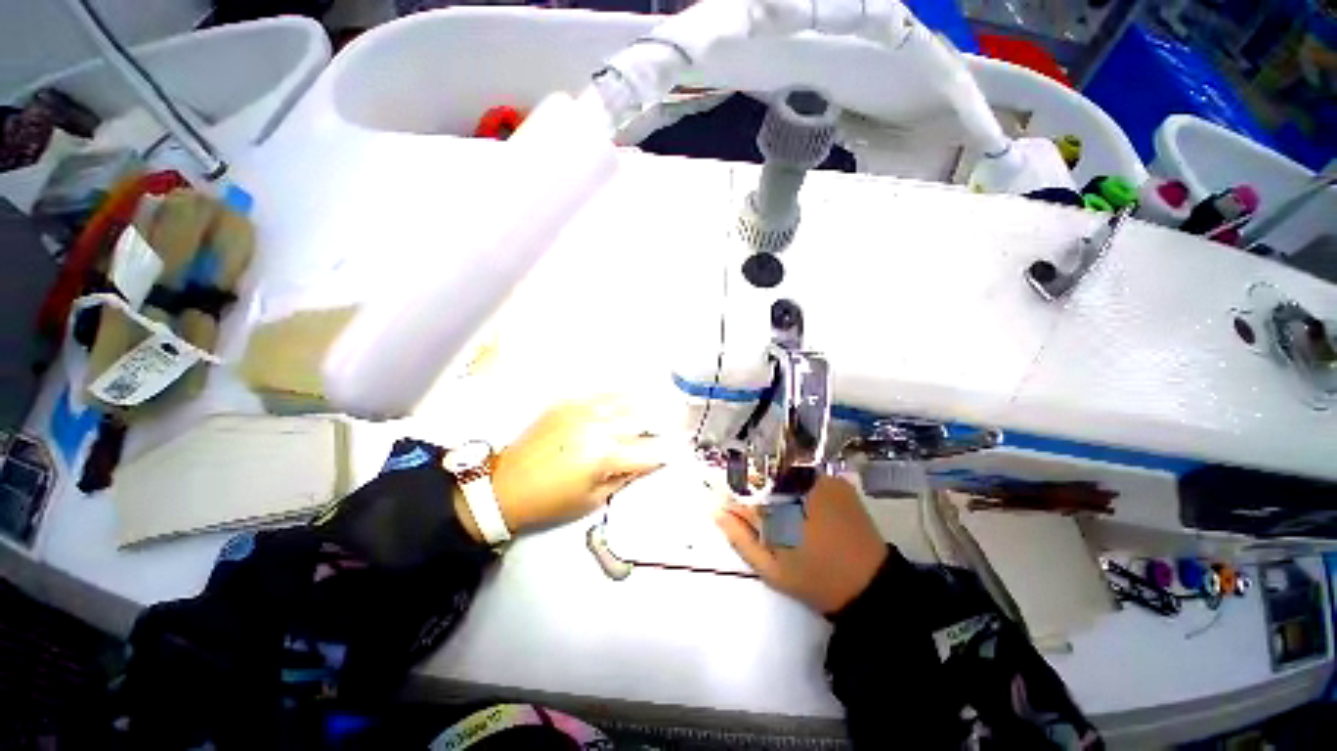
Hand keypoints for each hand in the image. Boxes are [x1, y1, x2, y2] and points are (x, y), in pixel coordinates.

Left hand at [466, 397, 671, 537]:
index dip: (668, 452)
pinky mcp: (568, 403)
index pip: (649, 451)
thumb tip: (648, 463)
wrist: (504, 486)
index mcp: (605, 455)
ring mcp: (582, 410)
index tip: (680, 451)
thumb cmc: (551, 501)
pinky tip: (629, 396)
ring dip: (645, 405)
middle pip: (642, 419)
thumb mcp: (593, 499)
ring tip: (659, 405)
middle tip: (676, 425)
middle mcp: (598, 426)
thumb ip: (625, 477)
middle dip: (662, 424)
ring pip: (625, 401)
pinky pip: (602, 394)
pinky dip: (620, 396)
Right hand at [715, 476, 887, 614]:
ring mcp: (818, 478)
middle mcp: (795, 484)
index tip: (730, 507)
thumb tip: (715, 509)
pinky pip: (804, 473)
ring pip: (781, 470)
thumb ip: (739, 537)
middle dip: (753, 489)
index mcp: (776, 506)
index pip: (739, 487)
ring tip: (786, 512)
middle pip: (759, 473)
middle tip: (763, 516)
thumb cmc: (814, 580)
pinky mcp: (835, 480)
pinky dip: (796, 484)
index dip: (731, 496)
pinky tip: (803, 504)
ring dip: (775, 485)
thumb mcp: (769, 568)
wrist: (870, 584)